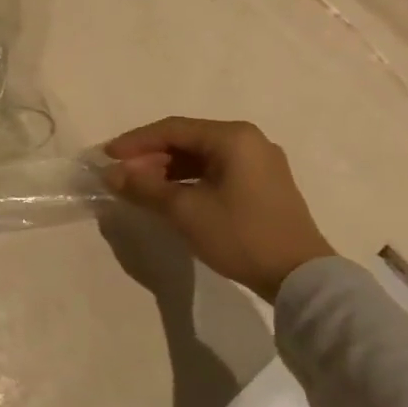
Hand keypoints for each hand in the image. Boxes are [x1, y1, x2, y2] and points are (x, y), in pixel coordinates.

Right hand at [102, 117, 334, 299]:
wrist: (300, 277)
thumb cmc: (240, 234)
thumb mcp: (184, 210)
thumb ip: (144, 187)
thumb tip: (111, 174)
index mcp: (233, 138)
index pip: (172, 129)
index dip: (135, 142)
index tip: (107, 156)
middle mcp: (249, 141)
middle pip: (187, 140)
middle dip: (150, 157)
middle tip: (121, 174)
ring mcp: (260, 163)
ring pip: (201, 157)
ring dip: (167, 169)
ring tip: (140, 187)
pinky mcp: (263, 184)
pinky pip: (216, 171)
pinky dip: (189, 179)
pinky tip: (169, 195)